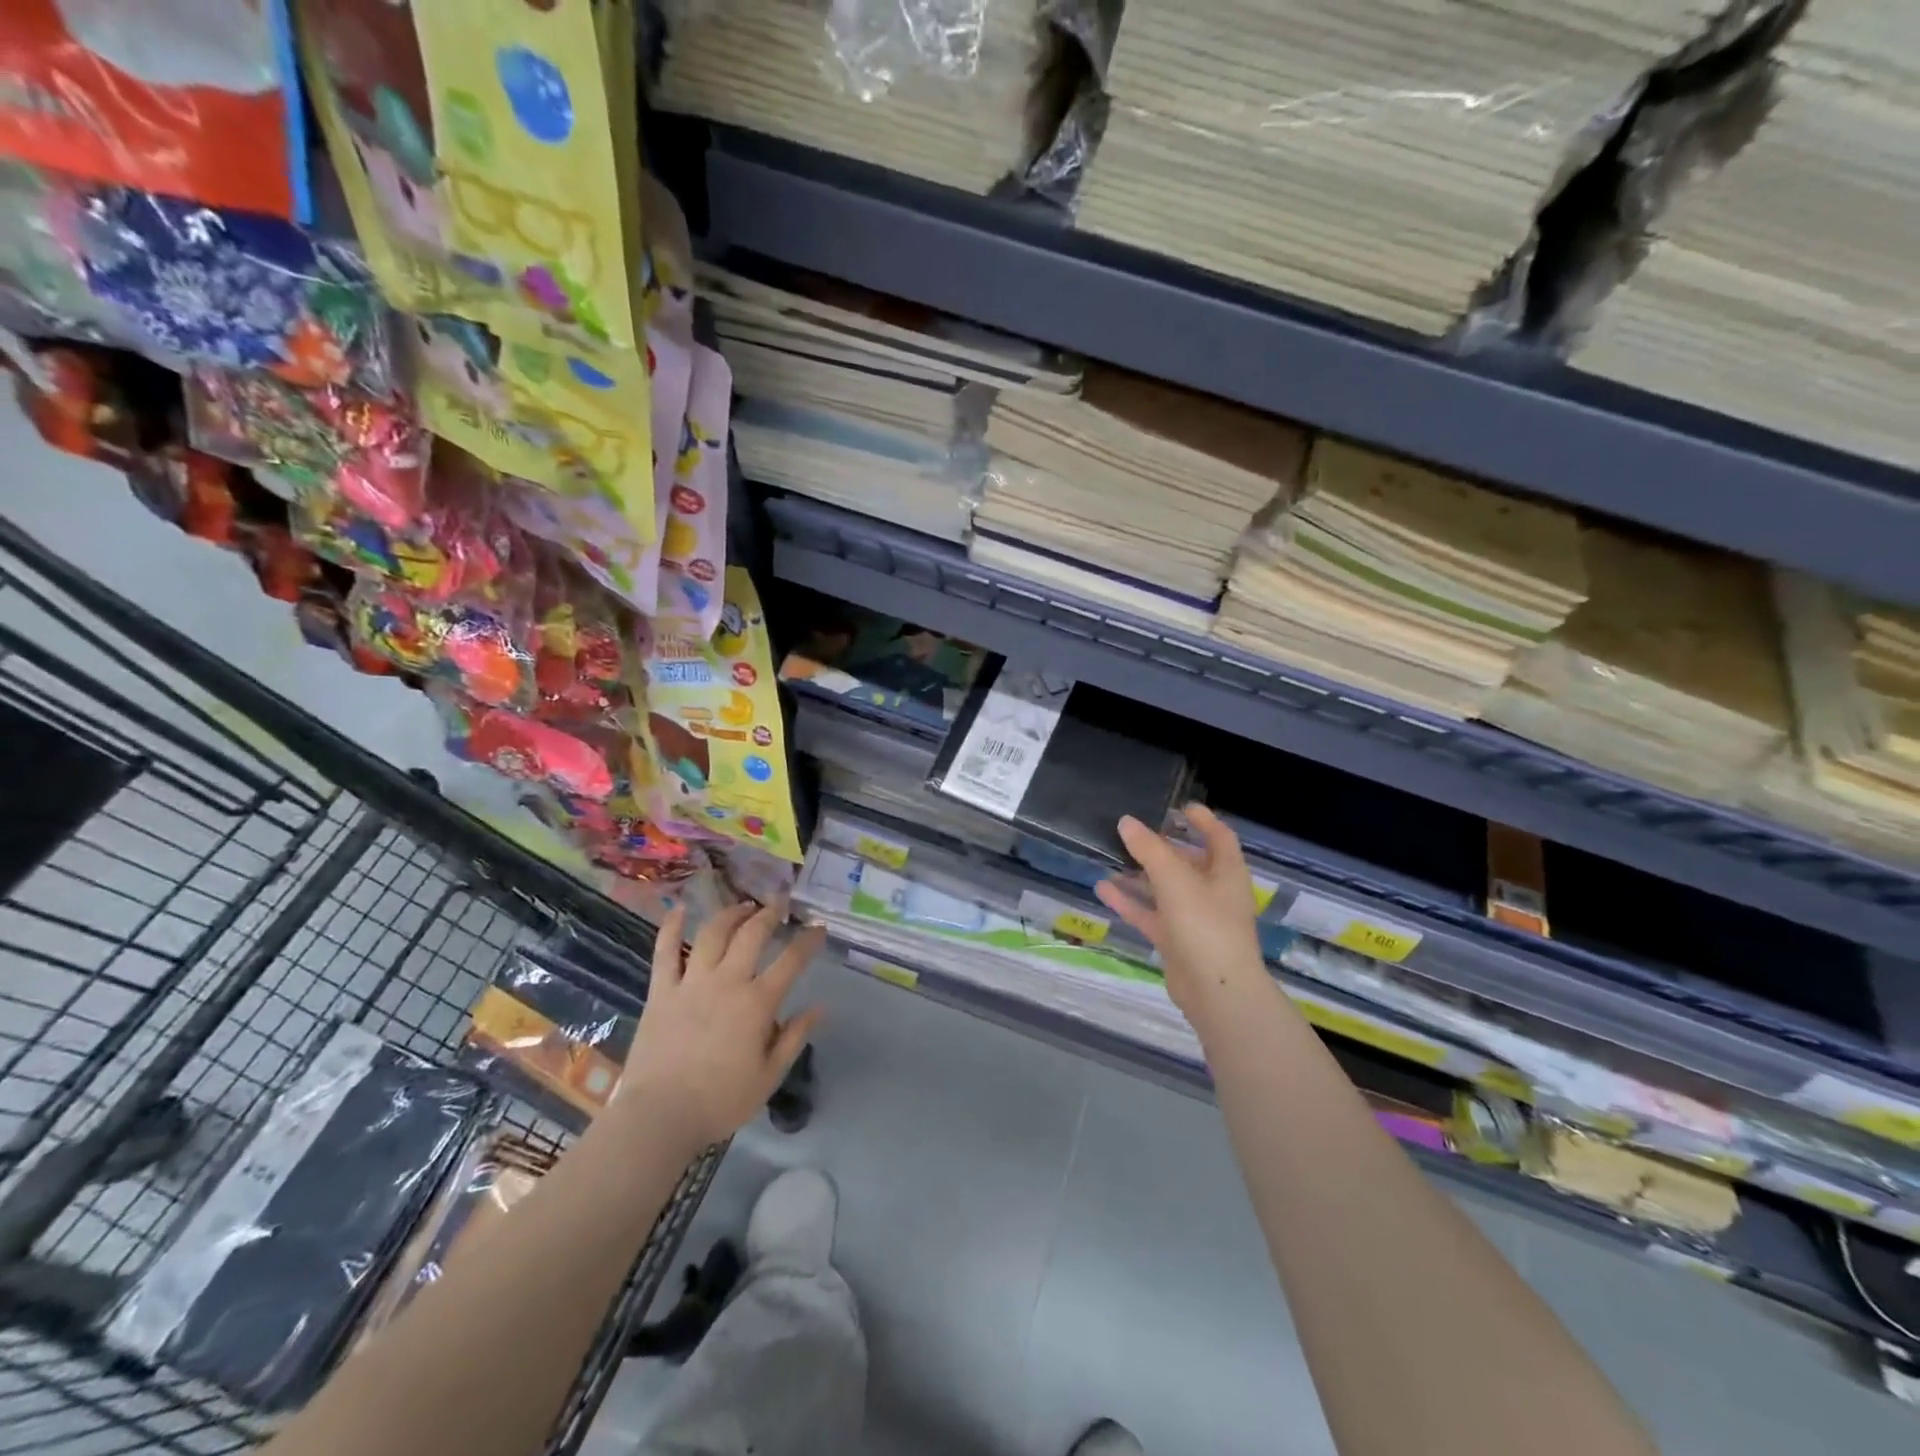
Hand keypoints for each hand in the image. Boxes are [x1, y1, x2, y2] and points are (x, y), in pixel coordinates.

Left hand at [621, 901, 824, 1153]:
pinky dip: (671, 927)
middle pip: (752, 934)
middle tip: (779, 905)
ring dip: (731, 913)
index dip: (808, 940)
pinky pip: (665, 951)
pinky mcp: (661, 991)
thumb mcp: (769, 1076)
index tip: (818, 928)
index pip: (791, 961)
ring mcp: (691, 982)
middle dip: (769, 914)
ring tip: (743, 906)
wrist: (659, 1117)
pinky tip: (678, 909)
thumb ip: (794, 1037)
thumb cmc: (720, 1101)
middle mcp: (727, 982)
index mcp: (757, 1003)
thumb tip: (819, 1008)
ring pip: (713, 933)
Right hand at [1095, 805, 1272, 1028]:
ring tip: (1112, 856)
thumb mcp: (1175, 880)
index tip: (1180, 807)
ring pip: (1165, 889)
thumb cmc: (1205, 925)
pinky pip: (1150, 914)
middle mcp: (1213, 892)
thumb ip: (1149, 849)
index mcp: (1227, 873)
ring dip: (1141, 874)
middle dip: (1163, 847)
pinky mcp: (1176, 941)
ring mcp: (1194, 919)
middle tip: (1134, 832)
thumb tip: (1126, 822)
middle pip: (1188, 862)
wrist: (1216, 992)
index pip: (1219, 837)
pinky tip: (1103, 888)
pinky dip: (1130, 902)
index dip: (1203, 820)